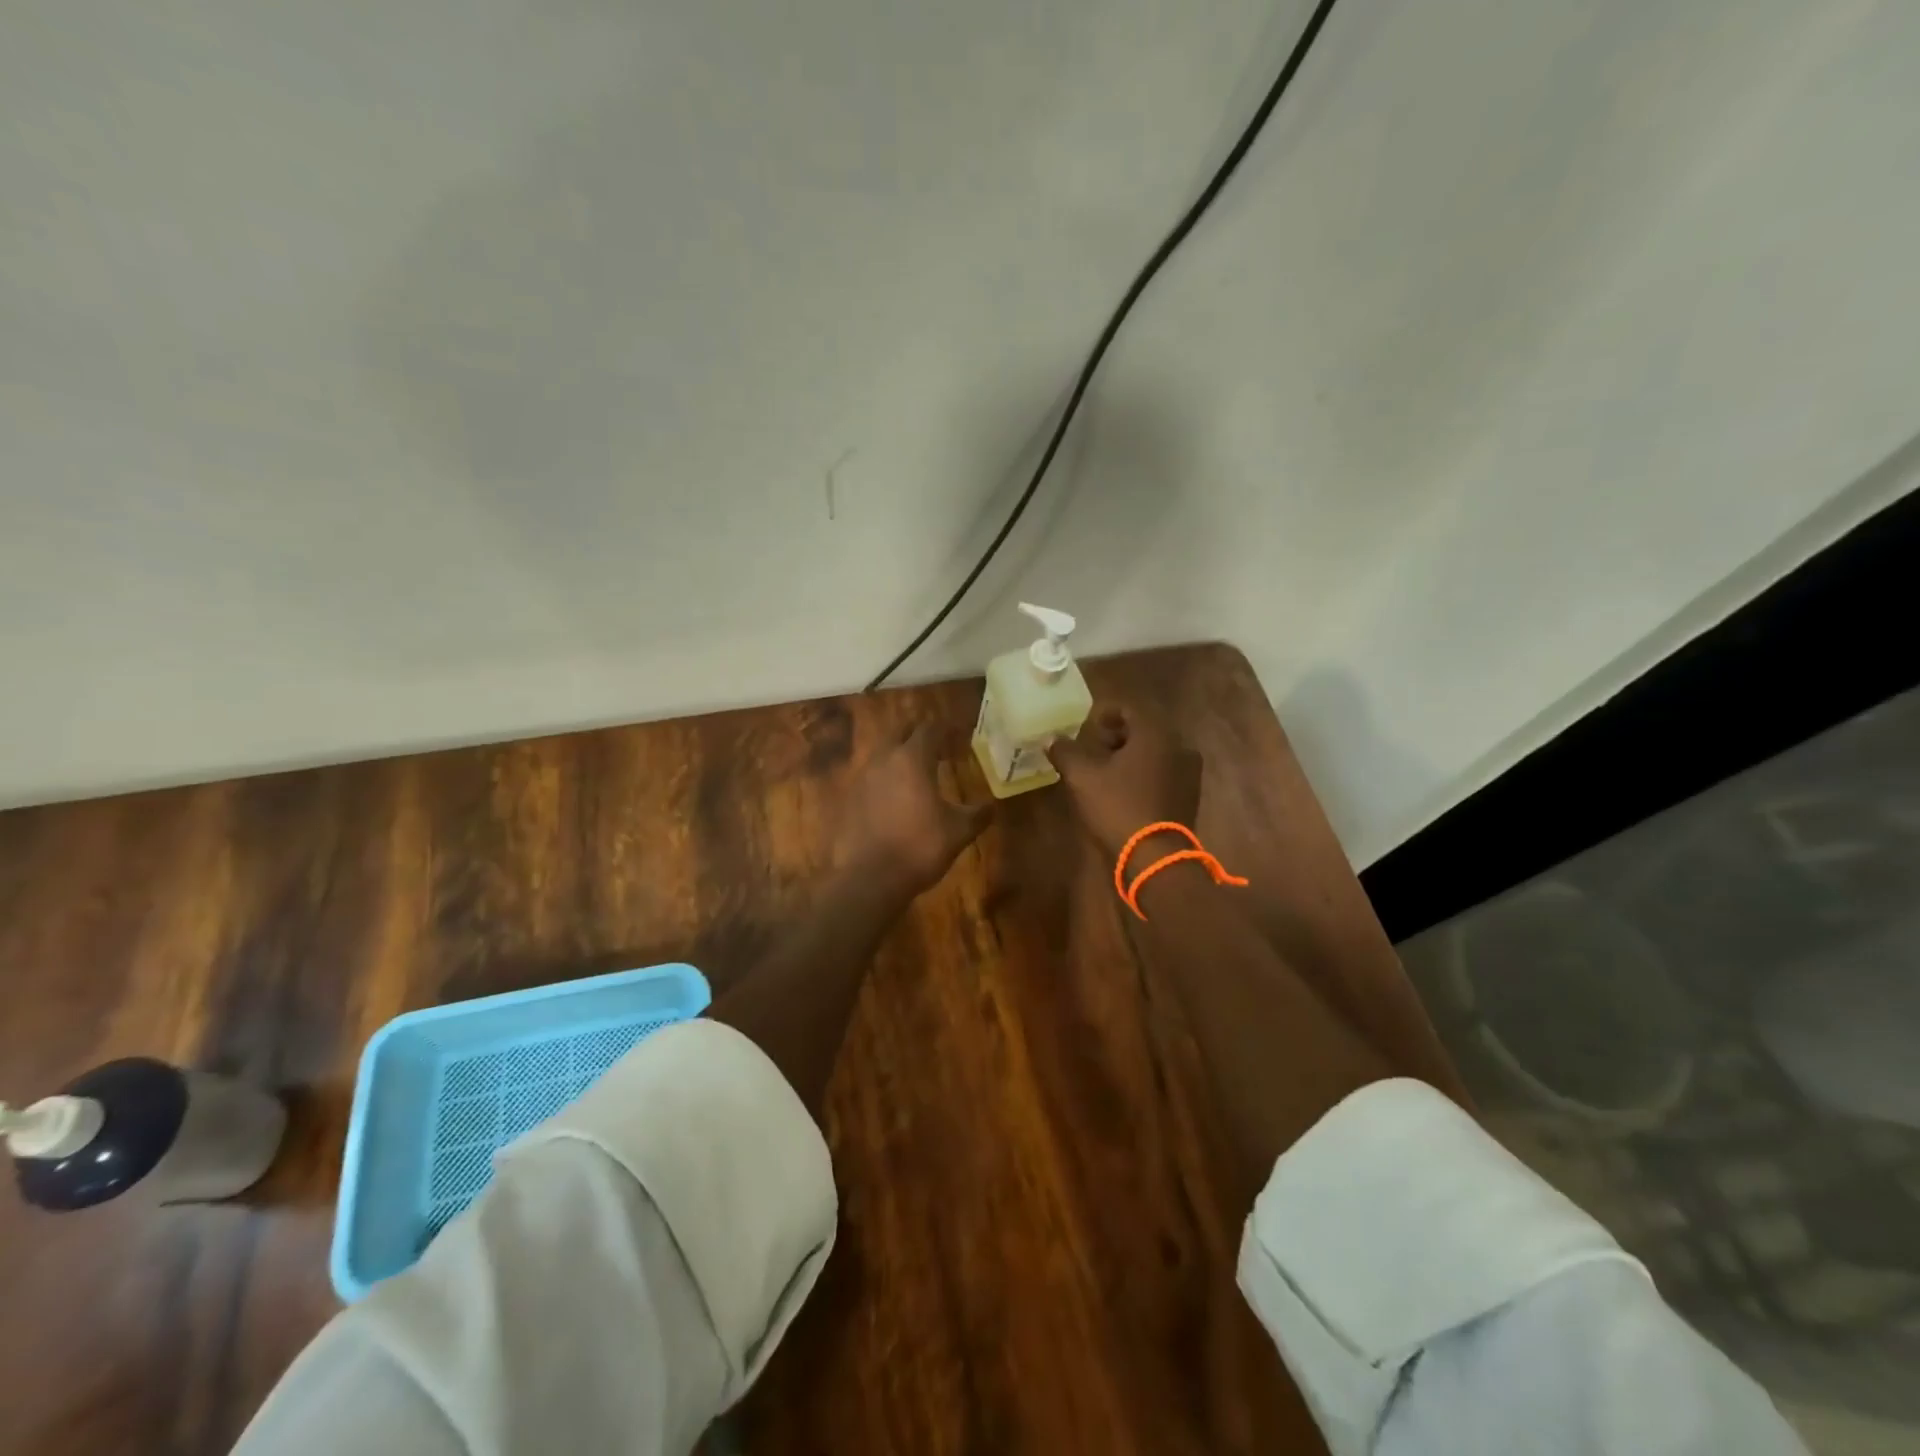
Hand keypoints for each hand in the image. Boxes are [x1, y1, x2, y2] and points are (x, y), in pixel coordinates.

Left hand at [836, 722, 990, 895]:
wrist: (868, 878)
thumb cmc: (919, 847)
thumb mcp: (958, 832)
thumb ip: (977, 814)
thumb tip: (992, 806)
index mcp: (912, 759)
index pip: (930, 728)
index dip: (946, 729)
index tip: (960, 735)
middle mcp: (883, 759)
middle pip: (901, 734)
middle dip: (920, 737)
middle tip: (938, 750)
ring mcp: (861, 778)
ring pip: (882, 755)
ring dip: (900, 758)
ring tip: (917, 775)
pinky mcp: (847, 799)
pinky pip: (869, 779)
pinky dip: (884, 781)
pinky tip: (895, 800)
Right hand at [1050, 705, 1201, 859]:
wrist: (1156, 857)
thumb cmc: (1118, 807)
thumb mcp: (1082, 777)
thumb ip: (1065, 752)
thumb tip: (1052, 739)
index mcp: (1156, 733)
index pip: (1129, 708)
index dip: (1104, 714)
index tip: (1086, 726)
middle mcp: (1179, 745)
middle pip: (1144, 729)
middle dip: (1117, 736)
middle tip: (1092, 748)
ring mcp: (1189, 772)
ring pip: (1155, 752)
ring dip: (1131, 755)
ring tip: (1105, 771)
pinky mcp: (1190, 795)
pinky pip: (1164, 772)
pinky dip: (1145, 773)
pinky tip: (1125, 789)